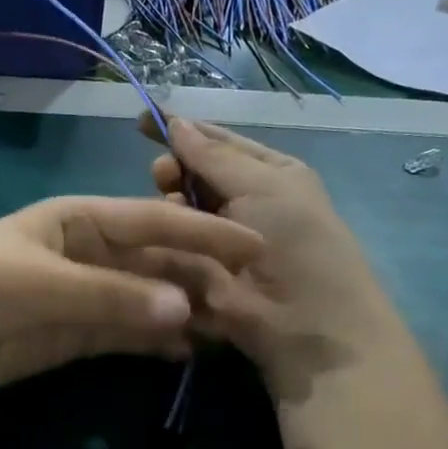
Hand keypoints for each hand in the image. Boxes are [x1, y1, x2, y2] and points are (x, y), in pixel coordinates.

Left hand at [0, 195, 263, 403]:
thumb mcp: (40, 283)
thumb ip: (111, 296)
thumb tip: (186, 310)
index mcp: (79, 220)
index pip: (152, 222)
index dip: (202, 231)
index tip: (254, 242)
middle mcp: (88, 253)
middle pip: (156, 261)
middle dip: (201, 275)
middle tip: (254, 296)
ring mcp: (83, 296)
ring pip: (147, 298)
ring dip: (186, 309)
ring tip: (233, 325)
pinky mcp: (75, 335)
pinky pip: (128, 333)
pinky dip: (158, 340)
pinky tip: (191, 349)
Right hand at [144, 117, 400, 405]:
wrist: (306, 326)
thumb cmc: (296, 242)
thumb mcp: (262, 185)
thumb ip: (213, 155)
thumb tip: (178, 122)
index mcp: (269, 174)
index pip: (219, 142)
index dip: (182, 130)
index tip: (141, 121)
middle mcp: (244, 202)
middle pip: (193, 174)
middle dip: (173, 169)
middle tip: (162, 177)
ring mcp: (219, 240)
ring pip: (178, 209)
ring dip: (168, 204)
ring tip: (167, 209)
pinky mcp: (199, 273)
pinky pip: (172, 245)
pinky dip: (162, 237)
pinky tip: (153, 237)